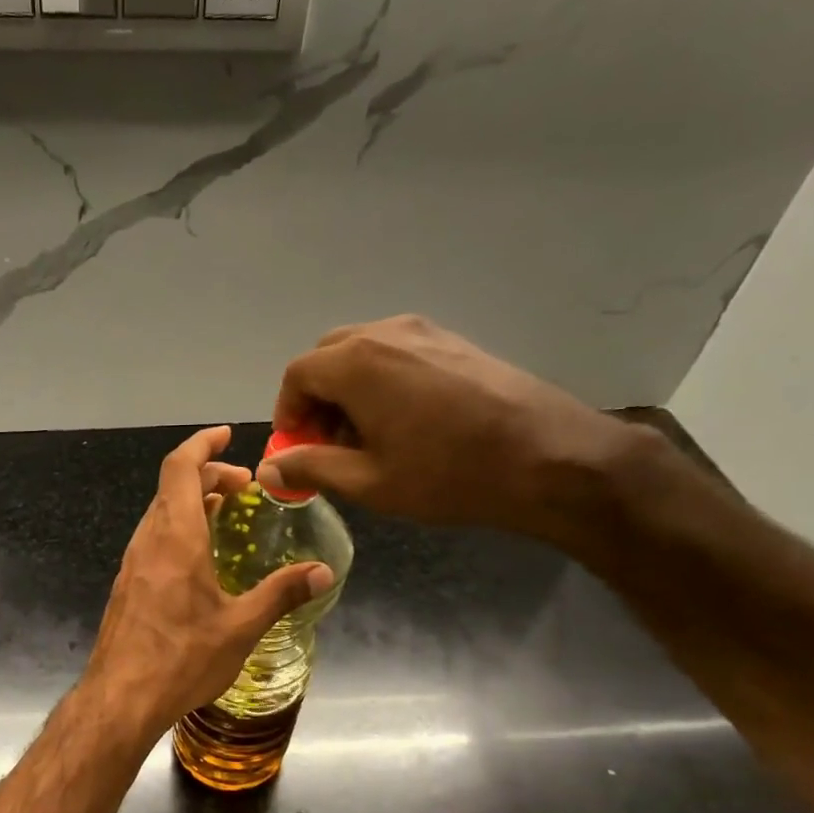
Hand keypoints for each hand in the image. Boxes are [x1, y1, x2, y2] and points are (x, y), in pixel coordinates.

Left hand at [87, 426, 333, 737]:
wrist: (120, 699)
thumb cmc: (182, 660)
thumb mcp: (240, 627)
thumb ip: (281, 594)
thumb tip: (323, 572)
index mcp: (175, 538)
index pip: (180, 468)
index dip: (202, 445)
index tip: (226, 436)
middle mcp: (148, 541)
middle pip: (172, 488)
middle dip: (208, 476)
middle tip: (245, 488)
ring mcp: (133, 564)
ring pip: (160, 514)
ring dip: (192, 503)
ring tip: (226, 515)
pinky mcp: (127, 586)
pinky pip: (153, 539)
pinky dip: (178, 529)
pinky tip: (199, 558)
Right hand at [258, 315, 634, 540]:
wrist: (546, 456)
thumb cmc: (446, 474)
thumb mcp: (367, 481)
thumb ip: (310, 467)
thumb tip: (267, 470)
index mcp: (356, 363)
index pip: (297, 374)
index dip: (287, 412)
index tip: (297, 449)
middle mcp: (386, 332)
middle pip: (328, 357)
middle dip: (316, 399)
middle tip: (328, 444)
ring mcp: (425, 331)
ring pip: (363, 352)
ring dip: (348, 390)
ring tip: (366, 438)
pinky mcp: (454, 341)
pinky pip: (397, 352)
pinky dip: (381, 381)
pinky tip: (404, 423)